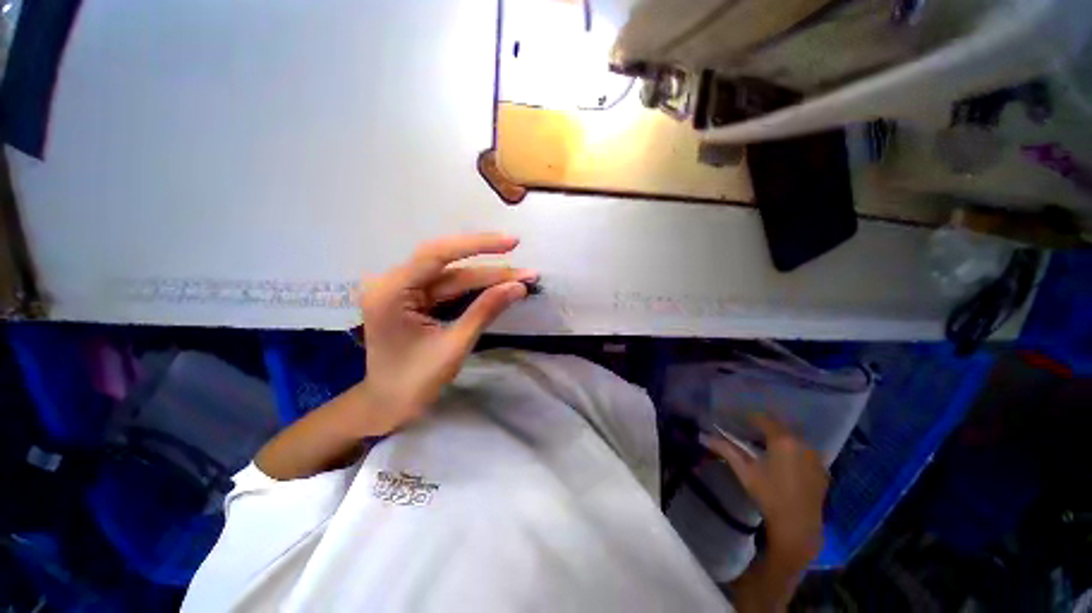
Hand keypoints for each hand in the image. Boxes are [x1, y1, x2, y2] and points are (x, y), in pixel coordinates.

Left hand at [354, 232, 536, 435]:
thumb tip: (519, 287)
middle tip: (528, 272)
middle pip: (449, 266)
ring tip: (521, 279)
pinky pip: (448, 287)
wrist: (387, 407)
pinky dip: (475, 288)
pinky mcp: (413, 299)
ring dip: (488, 279)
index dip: (479, 245)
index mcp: (391, 291)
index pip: (438, 254)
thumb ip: (486, 310)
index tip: (513, 243)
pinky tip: (499, 285)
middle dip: (491, 270)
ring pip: (453, 276)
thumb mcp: (454, 345)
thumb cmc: (415, 383)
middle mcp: (392, 282)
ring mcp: (402, 290)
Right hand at [701, 415, 827, 564]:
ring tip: (762, 443)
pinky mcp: (822, 469)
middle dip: (762, 425)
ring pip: (793, 437)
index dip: (747, 416)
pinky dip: (791, 449)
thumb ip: (726, 449)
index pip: (762, 418)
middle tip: (745, 429)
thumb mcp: (744, 471)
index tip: (734, 417)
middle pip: (779, 425)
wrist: (798, 527)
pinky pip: (803, 450)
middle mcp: (803, 443)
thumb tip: (704, 436)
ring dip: (777, 436)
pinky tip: (781, 459)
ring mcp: (815, 456)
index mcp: (783, 440)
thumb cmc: (768, 495)